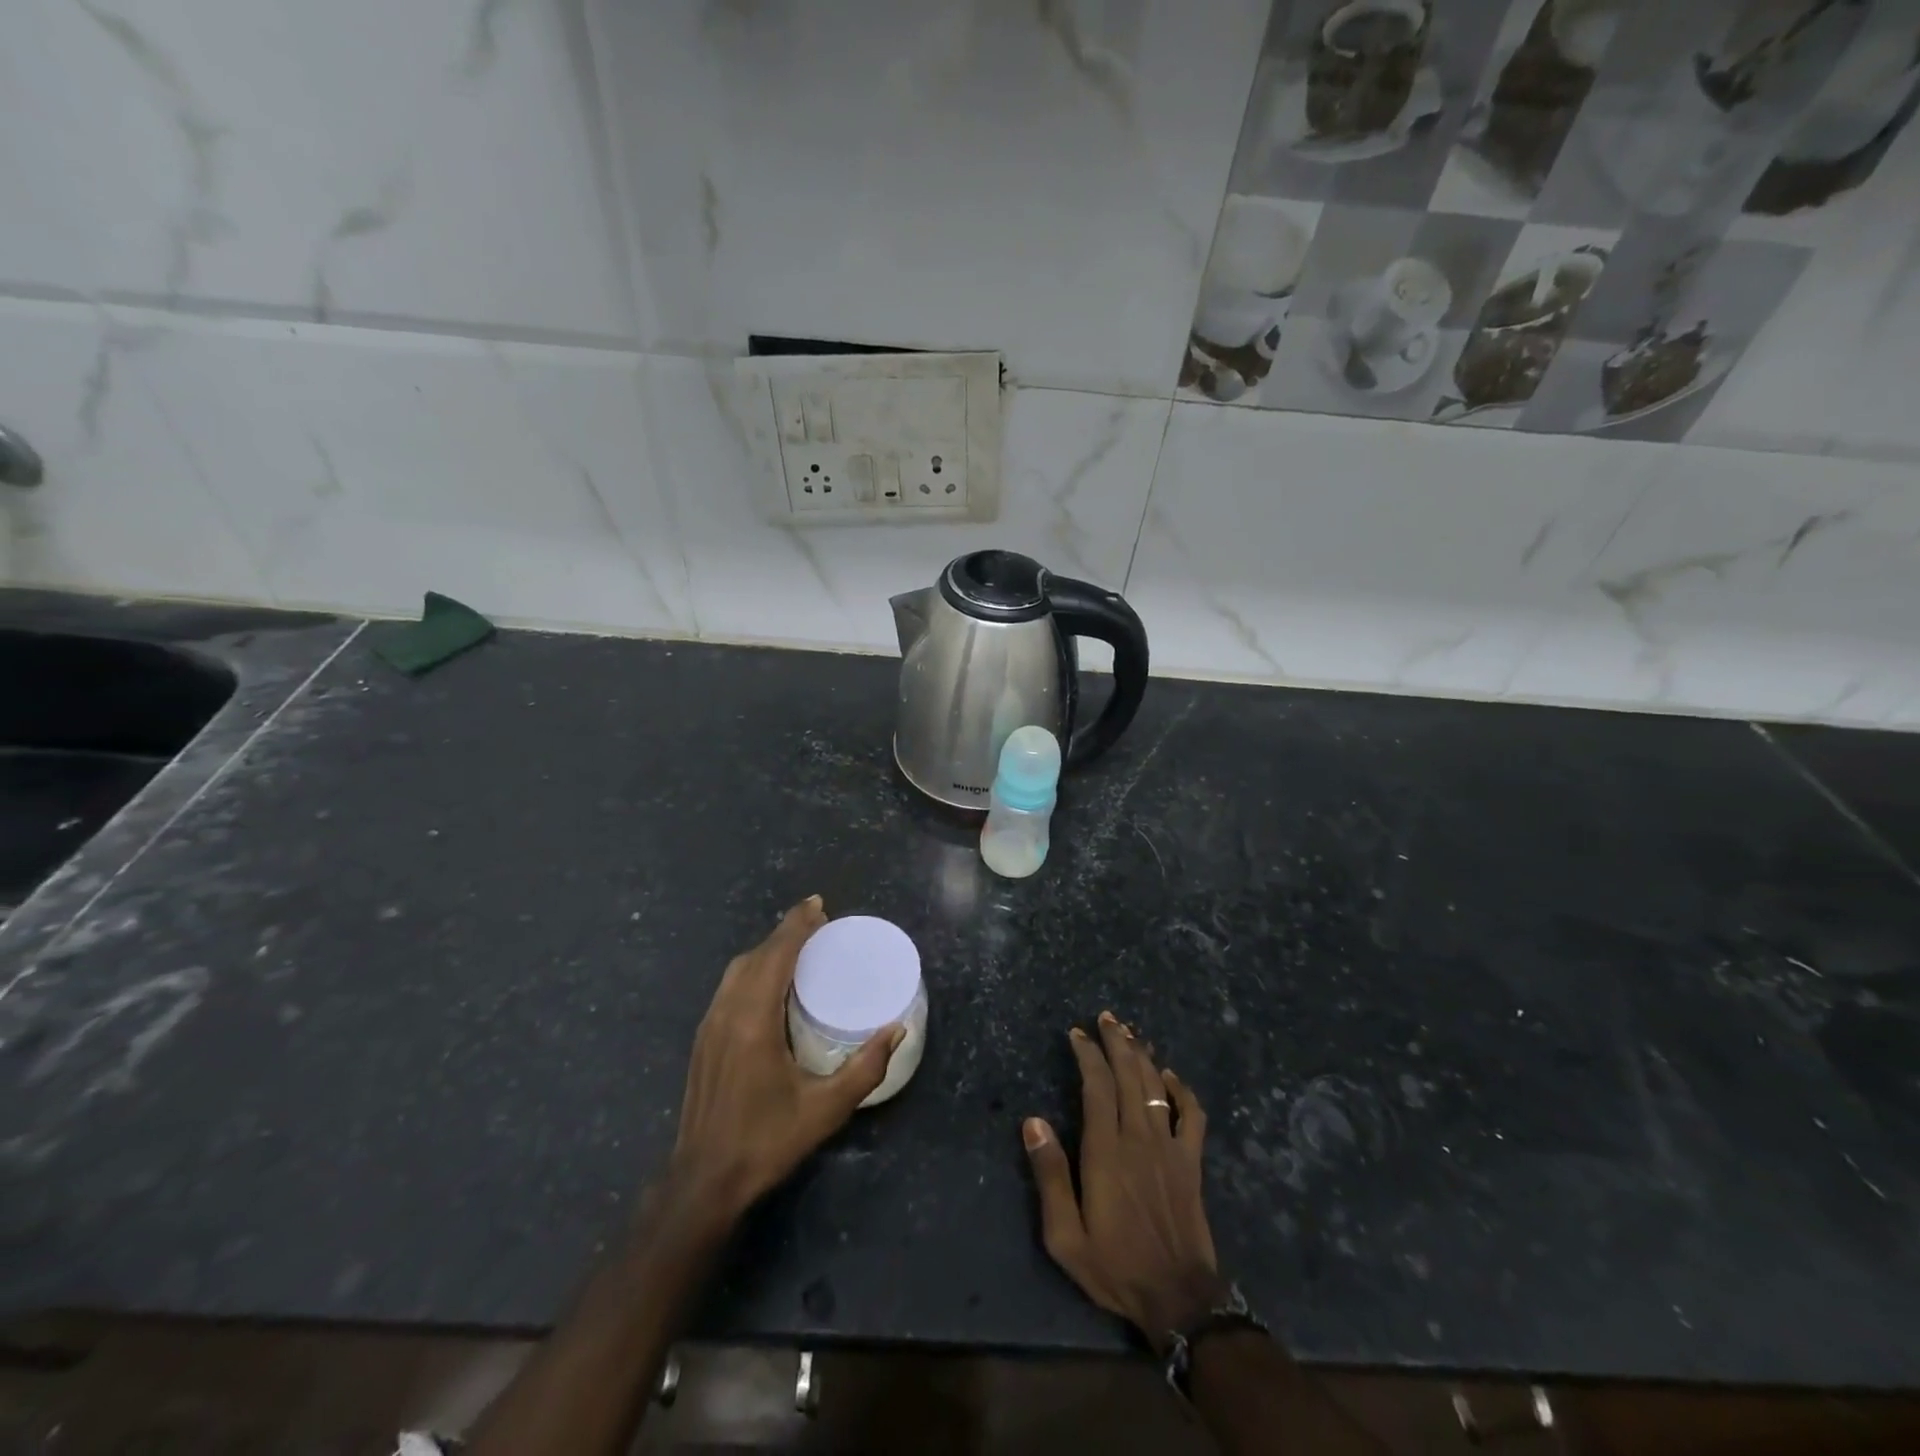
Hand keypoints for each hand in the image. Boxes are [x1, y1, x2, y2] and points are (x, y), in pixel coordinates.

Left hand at [670, 896, 901, 1225]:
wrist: (703, 1181)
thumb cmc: (766, 1142)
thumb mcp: (825, 1109)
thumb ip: (865, 1067)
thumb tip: (897, 1029)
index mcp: (754, 1021)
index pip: (776, 956)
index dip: (797, 926)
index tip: (818, 906)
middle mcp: (727, 1013)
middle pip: (756, 956)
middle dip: (786, 932)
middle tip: (817, 921)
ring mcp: (709, 1025)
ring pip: (738, 969)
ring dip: (768, 949)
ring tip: (798, 944)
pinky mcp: (703, 1039)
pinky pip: (730, 986)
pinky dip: (754, 968)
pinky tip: (771, 980)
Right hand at [1023, 1011, 1225, 1352]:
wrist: (1179, 1300)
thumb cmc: (1115, 1266)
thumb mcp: (1065, 1235)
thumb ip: (1049, 1175)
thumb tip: (1032, 1121)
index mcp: (1106, 1151)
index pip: (1096, 1085)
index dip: (1087, 1053)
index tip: (1076, 1033)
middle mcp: (1139, 1137)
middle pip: (1128, 1074)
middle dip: (1116, 1041)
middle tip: (1106, 1017)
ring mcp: (1170, 1147)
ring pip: (1156, 1085)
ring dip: (1142, 1055)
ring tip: (1129, 1033)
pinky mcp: (1191, 1161)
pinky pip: (1192, 1114)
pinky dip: (1181, 1090)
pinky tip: (1169, 1076)